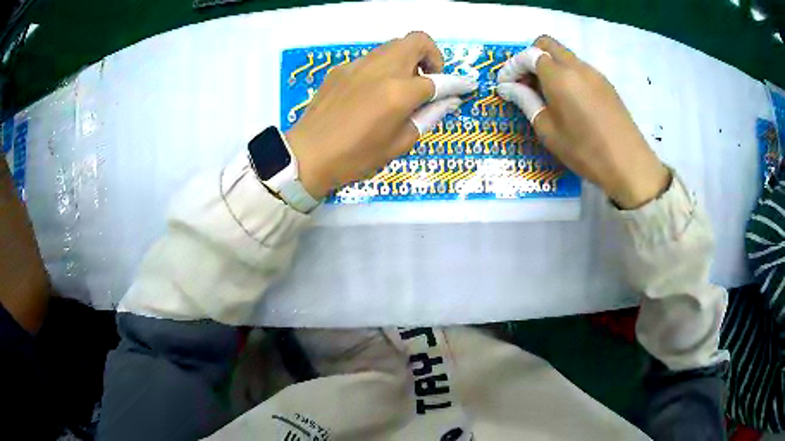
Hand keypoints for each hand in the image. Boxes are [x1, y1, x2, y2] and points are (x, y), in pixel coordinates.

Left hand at [286, 32, 477, 198]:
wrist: (307, 155)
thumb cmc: (355, 157)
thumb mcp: (399, 144)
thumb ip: (429, 116)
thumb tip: (449, 100)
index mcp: (399, 92)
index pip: (439, 79)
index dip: (458, 83)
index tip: (467, 86)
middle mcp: (381, 68)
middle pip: (417, 41)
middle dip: (432, 56)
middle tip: (427, 80)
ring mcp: (358, 64)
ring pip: (393, 46)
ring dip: (407, 60)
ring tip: (400, 87)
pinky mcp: (341, 68)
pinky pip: (372, 58)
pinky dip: (383, 68)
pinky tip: (373, 92)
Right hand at [495, 36, 669, 208]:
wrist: (629, 165)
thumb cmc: (585, 151)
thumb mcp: (548, 131)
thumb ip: (526, 101)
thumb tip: (507, 87)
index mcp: (559, 76)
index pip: (528, 55)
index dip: (512, 67)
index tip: (506, 85)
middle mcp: (577, 66)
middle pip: (547, 44)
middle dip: (530, 57)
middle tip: (525, 83)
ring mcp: (594, 73)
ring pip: (564, 55)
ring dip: (550, 66)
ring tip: (546, 95)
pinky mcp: (606, 84)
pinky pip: (579, 68)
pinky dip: (566, 74)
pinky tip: (568, 100)